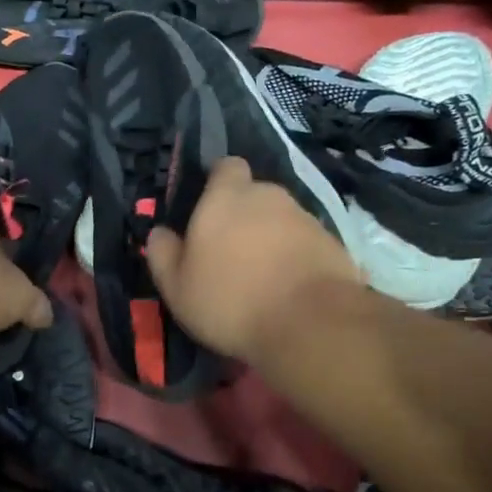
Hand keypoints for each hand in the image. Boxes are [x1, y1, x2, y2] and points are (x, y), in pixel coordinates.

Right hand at [145, 156, 365, 362]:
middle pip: (254, 194)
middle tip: (230, 250)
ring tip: (261, 275)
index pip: (226, 167)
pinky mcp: (333, 244)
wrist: (311, 325)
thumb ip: (163, 253)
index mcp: (226, 197)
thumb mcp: (176, 285)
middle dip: (243, 214)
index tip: (208, 207)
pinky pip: (305, 244)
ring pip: (281, 219)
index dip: (218, 182)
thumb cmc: (230, 300)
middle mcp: (268, 196)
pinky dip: (295, 258)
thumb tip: (159, 233)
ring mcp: (305, 218)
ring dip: (270, 237)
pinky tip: (287, 288)